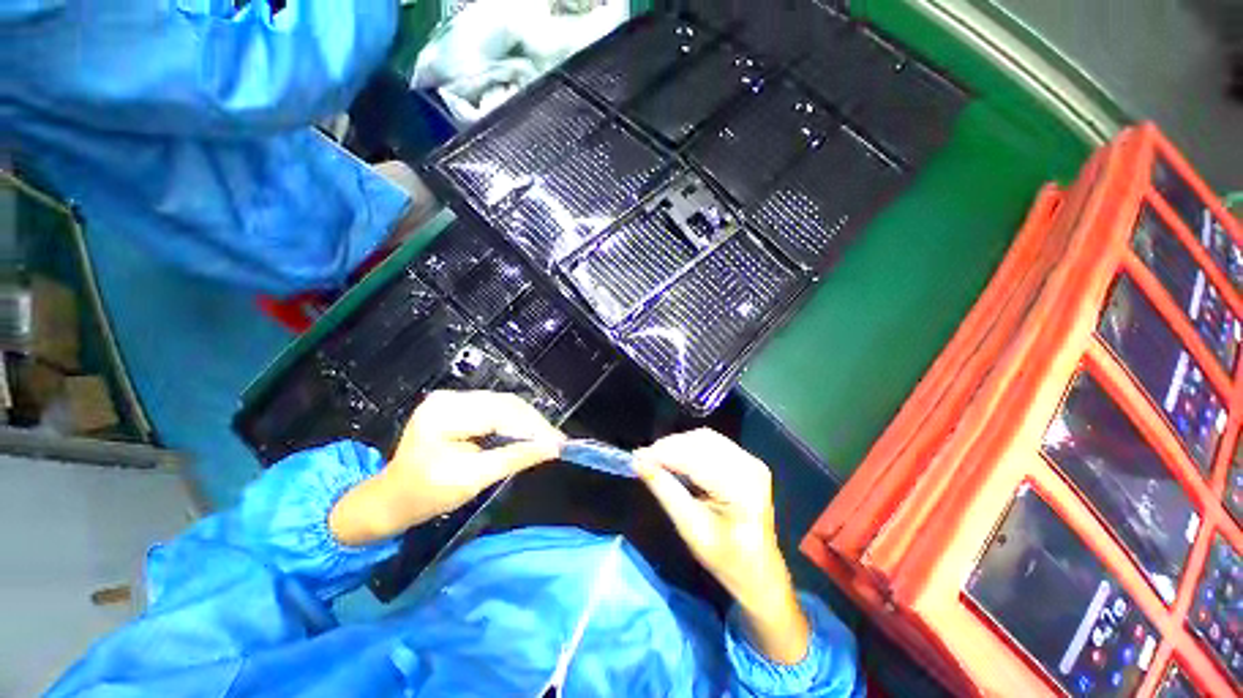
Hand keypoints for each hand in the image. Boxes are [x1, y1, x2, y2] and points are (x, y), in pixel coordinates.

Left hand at [329, 391, 562, 546]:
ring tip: (546, 439)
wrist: (389, 499)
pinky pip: (495, 409)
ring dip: (526, 422)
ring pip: (504, 405)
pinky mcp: (457, 405)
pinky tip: (526, 434)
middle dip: (533, 424)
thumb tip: (552, 448)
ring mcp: (452, 399)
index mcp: (444, 414)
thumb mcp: (471, 479)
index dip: (533, 427)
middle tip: (556, 442)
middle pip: (505, 404)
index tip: (559, 443)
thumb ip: (513, 458)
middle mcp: (449, 398)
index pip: (501, 414)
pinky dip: (514, 422)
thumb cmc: (424, 495)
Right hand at [634, 429, 809, 664]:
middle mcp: (749, 466)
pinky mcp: (747, 461)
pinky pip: (713, 443)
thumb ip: (665, 490)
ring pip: (705, 438)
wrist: (759, 572)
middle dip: (669, 447)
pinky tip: (676, 458)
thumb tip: (640, 462)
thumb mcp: (690, 528)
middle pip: (701, 441)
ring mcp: (751, 461)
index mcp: (741, 487)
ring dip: (678, 444)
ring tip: (657, 458)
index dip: (663, 453)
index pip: (695, 458)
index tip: (637, 457)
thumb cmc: (725, 559)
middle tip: (644, 459)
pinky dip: (690, 446)